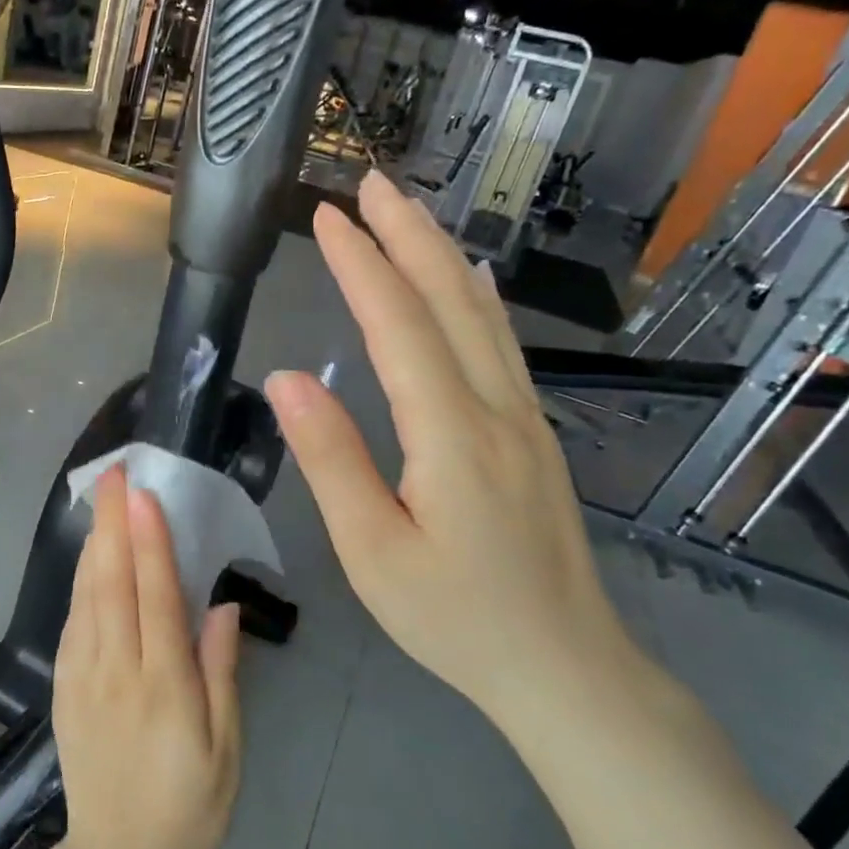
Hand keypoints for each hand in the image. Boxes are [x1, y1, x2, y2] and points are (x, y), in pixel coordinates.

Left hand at [53, 468, 242, 848]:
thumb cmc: (187, 807)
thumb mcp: (226, 752)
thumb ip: (222, 674)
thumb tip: (223, 606)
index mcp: (164, 687)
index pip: (156, 598)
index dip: (150, 543)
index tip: (143, 495)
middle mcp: (117, 671)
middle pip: (113, 584)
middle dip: (112, 523)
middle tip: (113, 473)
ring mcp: (83, 677)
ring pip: (87, 596)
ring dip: (93, 542)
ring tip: (99, 498)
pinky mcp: (64, 686)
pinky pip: (72, 621)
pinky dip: (79, 581)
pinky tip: (86, 557)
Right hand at [264, 171, 633, 722]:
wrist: (562, 665)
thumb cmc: (454, 617)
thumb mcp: (371, 551)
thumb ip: (330, 460)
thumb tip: (286, 379)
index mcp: (451, 434)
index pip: (398, 327)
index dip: (361, 266)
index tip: (326, 218)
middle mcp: (496, 409)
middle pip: (448, 300)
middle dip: (406, 234)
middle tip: (368, 182)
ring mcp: (524, 417)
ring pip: (480, 315)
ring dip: (440, 253)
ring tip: (407, 210)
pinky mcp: (533, 434)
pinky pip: (501, 343)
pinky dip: (476, 295)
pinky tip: (470, 278)